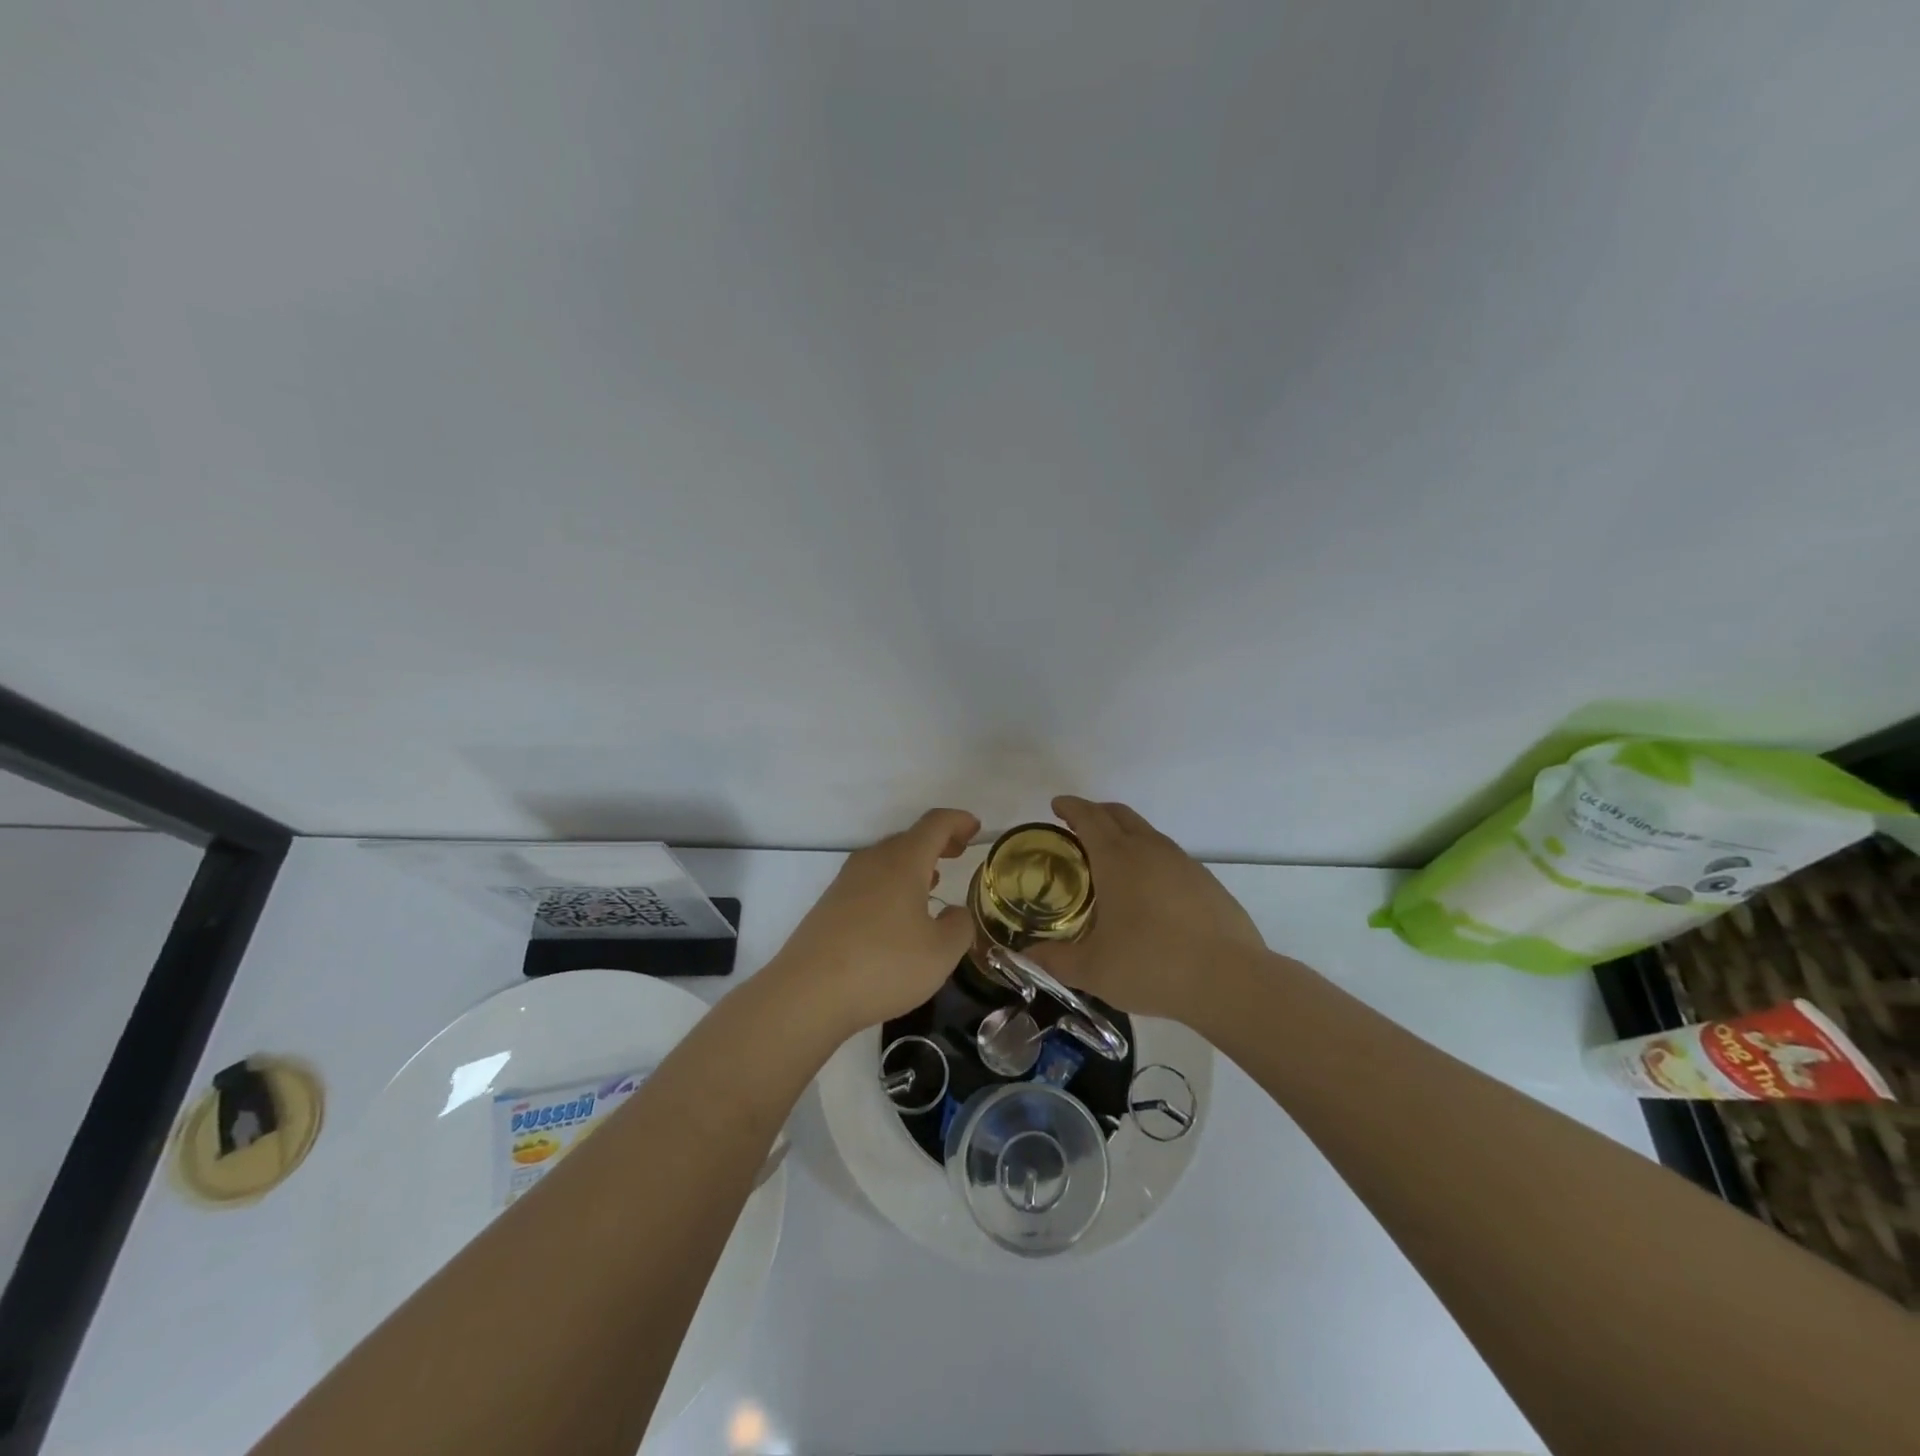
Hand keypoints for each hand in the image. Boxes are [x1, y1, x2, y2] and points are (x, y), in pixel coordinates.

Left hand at [769, 807, 980, 1035]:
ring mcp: (846, 881)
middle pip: (909, 838)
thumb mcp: (941, 953)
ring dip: (913, 863)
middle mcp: (873, 861)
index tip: (975, 828)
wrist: (808, 993)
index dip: (958, 821)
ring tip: (932, 881)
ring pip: (887, 859)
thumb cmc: (884, 965)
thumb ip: (959, 926)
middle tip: (958, 853)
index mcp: (903, 861)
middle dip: (937, 842)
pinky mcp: (830, 904)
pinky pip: (870, 880)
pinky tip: (897, 912)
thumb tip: (955, 912)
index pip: (935, 824)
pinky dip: (892, 883)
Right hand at [1027, 796, 1263, 1022]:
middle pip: (1119, 814)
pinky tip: (1148, 891)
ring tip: (1111, 860)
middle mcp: (1150, 850)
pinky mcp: (1207, 882)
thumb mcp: (1092, 970)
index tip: (1056, 805)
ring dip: (1124, 834)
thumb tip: (1025, 955)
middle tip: (1077, 826)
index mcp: (1117, 859)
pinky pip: (1169, 857)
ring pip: (1147, 833)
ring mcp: (1183, 863)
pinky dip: (1149, 858)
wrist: (1229, 980)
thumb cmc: (1151, 966)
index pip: (1089, 817)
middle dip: (1096, 813)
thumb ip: (1054, 960)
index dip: (1070, 807)